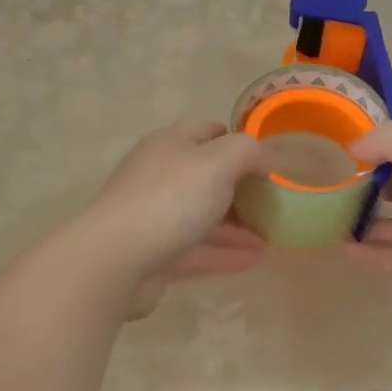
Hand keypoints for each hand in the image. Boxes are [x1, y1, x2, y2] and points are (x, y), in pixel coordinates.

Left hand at [80, 120, 272, 318]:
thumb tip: (267, 160)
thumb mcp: (218, 162)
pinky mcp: (155, 253)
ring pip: (203, 215)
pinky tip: (255, 259)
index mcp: (170, 144)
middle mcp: (160, 175)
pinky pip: (197, 249)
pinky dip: (225, 252)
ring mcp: (155, 215)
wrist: (116, 258)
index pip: (208, 131)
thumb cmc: (170, 199)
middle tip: (275, 202)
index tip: (268, 160)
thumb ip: (248, 152)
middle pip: (206, 175)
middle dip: (241, 187)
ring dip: (237, 224)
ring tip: (273, 235)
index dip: (238, 141)